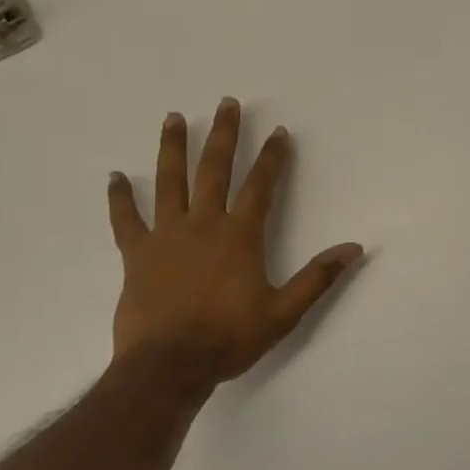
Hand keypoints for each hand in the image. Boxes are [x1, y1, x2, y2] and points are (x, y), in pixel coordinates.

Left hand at [107, 98, 363, 398]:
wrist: (168, 366)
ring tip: (175, 117)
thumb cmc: (229, 338)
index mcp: (240, 235)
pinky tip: (115, 176)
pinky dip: (120, 197)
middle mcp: (204, 224)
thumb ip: (318, 277)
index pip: (261, 185)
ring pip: (170, 181)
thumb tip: (354, 248)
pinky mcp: (136, 254)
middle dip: (225, 135)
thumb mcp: (284, 312)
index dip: (273, 157)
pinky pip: (126, 219)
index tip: (279, 131)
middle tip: (228, 103)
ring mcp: (166, 235)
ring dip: (173, 147)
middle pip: (215, 169)